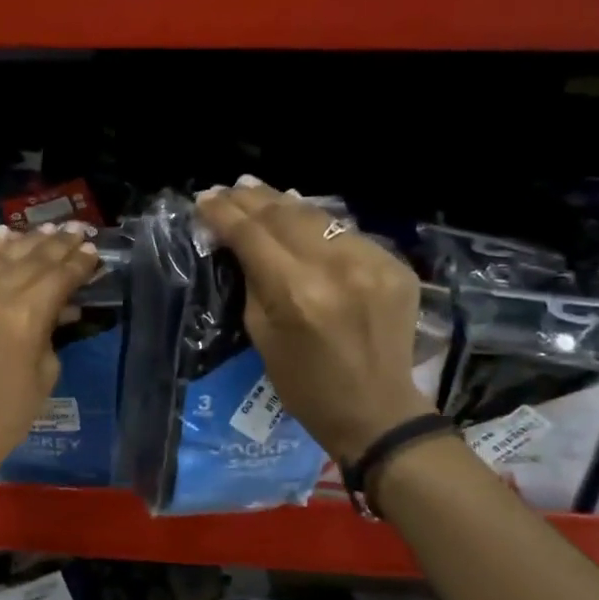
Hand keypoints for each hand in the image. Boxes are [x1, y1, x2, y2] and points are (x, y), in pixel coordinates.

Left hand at [0, 224, 99, 483]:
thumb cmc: (7, 415)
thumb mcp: (44, 374)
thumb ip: (52, 331)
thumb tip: (62, 306)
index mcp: (23, 317)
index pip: (57, 277)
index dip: (78, 263)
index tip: (93, 250)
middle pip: (30, 260)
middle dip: (57, 244)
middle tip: (77, 231)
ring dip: (26, 241)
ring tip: (47, 228)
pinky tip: (3, 236)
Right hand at [195, 179, 432, 465]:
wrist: (376, 411)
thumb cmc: (305, 385)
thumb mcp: (261, 335)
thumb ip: (252, 281)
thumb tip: (237, 242)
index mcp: (296, 292)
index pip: (252, 235)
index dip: (224, 213)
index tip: (204, 199)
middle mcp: (336, 267)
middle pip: (284, 215)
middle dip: (251, 199)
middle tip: (228, 189)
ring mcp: (372, 262)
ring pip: (318, 216)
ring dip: (284, 202)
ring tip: (257, 190)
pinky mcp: (395, 266)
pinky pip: (347, 234)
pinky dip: (319, 225)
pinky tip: (301, 217)